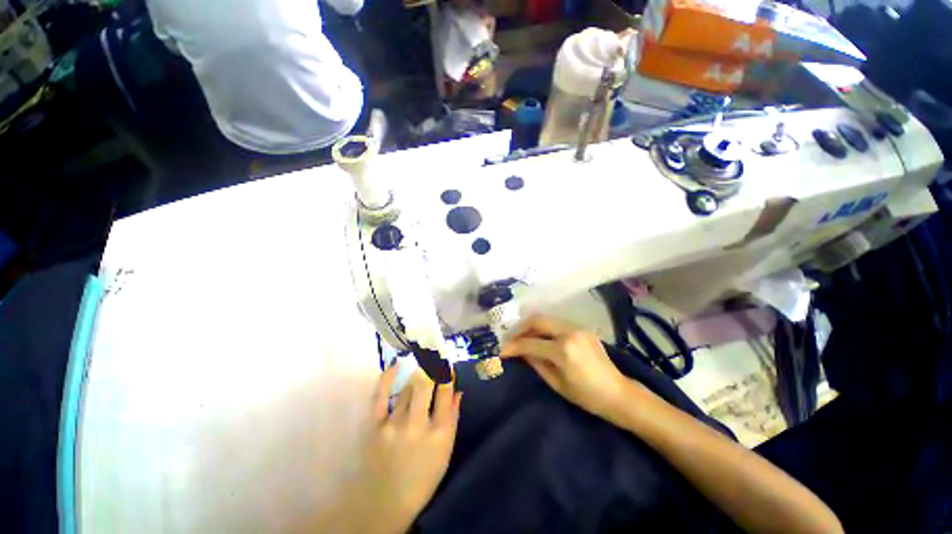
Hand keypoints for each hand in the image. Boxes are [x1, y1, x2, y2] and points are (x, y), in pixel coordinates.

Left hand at [336, 365, 460, 533]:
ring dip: (416, 375)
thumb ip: (452, 419)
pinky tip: (394, 365)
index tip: (447, 363)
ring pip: (407, 388)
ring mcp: (394, 424)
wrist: (383, 503)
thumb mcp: (445, 452)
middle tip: (434, 354)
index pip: (446, 393)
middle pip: (426, 384)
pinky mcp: (375, 426)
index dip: (447, 374)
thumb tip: (458, 391)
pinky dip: (387, 377)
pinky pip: (381, 395)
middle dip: (432, 366)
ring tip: (421, 364)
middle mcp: (418, 425)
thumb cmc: (421, 478)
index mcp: (439, 433)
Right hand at [500, 315, 631, 419]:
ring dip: (531, 326)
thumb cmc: (587, 396)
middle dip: (520, 328)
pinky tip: (540, 338)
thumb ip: (536, 363)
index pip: (530, 343)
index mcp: (563, 350)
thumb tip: (519, 351)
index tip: (502, 350)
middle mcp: (569, 333)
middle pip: (537, 320)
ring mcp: (577, 328)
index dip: (513, 346)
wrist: (619, 394)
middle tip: (511, 339)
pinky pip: (557, 323)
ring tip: (523, 338)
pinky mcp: (582, 329)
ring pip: (546, 319)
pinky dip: (544, 328)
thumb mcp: (557, 384)